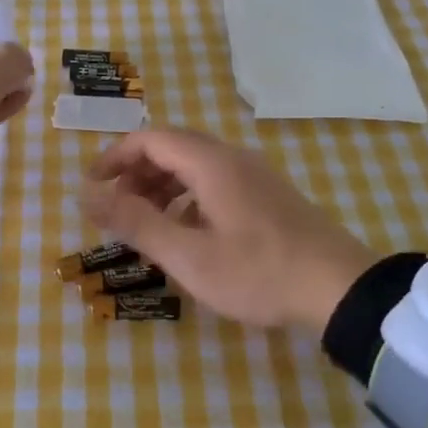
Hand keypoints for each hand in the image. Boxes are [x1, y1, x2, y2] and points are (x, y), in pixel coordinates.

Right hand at [83, 127, 379, 334]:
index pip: (150, 139)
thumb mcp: (188, 255)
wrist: (340, 288)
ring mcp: (256, 176)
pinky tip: (188, 232)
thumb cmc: (258, 272)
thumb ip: (135, 223)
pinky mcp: (269, 196)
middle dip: (137, 173)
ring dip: (162, 185)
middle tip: (116, 209)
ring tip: (146, 223)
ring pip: (196, 165)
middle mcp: (234, 158)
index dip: (115, 157)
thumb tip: (87, 196)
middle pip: (173, 148)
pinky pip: (216, 182)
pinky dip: (188, 197)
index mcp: (211, 163)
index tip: (92, 186)